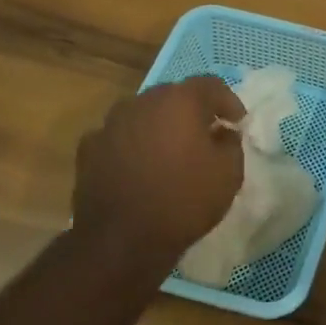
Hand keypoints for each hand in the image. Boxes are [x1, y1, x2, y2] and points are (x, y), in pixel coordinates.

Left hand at [71, 76, 244, 270]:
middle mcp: (142, 102)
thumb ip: (231, 143)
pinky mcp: (89, 148)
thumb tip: (221, 132)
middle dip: (192, 111)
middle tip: (205, 134)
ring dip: (160, 127)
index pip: (210, 85)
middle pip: (173, 96)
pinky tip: (139, 168)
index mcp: (179, 101)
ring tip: (170, 152)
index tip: (237, 121)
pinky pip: (119, 137)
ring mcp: (110, 123)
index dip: (227, 100)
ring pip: (143, 115)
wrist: (122, 240)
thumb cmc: (184, 201)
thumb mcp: (229, 174)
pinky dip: (133, 145)